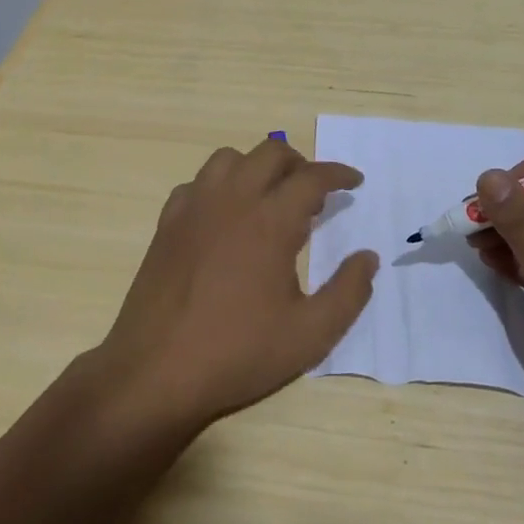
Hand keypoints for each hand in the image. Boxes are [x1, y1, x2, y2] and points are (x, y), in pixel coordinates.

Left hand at [96, 138, 379, 429]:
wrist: (156, 371)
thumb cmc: (238, 353)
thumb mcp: (310, 335)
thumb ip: (348, 292)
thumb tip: (367, 257)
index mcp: (270, 221)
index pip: (312, 178)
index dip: (338, 175)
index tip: (354, 182)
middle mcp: (232, 200)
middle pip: (270, 152)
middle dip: (299, 163)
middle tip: (314, 192)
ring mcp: (194, 209)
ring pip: (229, 158)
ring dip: (256, 167)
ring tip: (270, 197)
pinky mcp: (167, 224)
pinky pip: (197, 183)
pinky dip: (219, 186)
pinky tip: (225, 216)